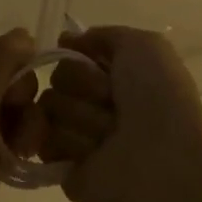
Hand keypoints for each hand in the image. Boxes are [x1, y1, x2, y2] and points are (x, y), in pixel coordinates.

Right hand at [39, 26, 201, 201]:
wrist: (159, 165)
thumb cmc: (158, 101)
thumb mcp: (145, 47)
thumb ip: (104, 35)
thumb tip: (67, 40)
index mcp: (118, 77)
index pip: (74, 54)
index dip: (83, 57)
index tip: (101, 68)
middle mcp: (98, 104)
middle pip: (58, 76)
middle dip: (83, 87)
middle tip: (112, 106)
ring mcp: (78, 134)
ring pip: (48, 107)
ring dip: (80, 118)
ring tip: (108, 138)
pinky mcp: (62, 165)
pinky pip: (41, 139)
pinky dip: (66, 144)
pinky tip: (90, 155)